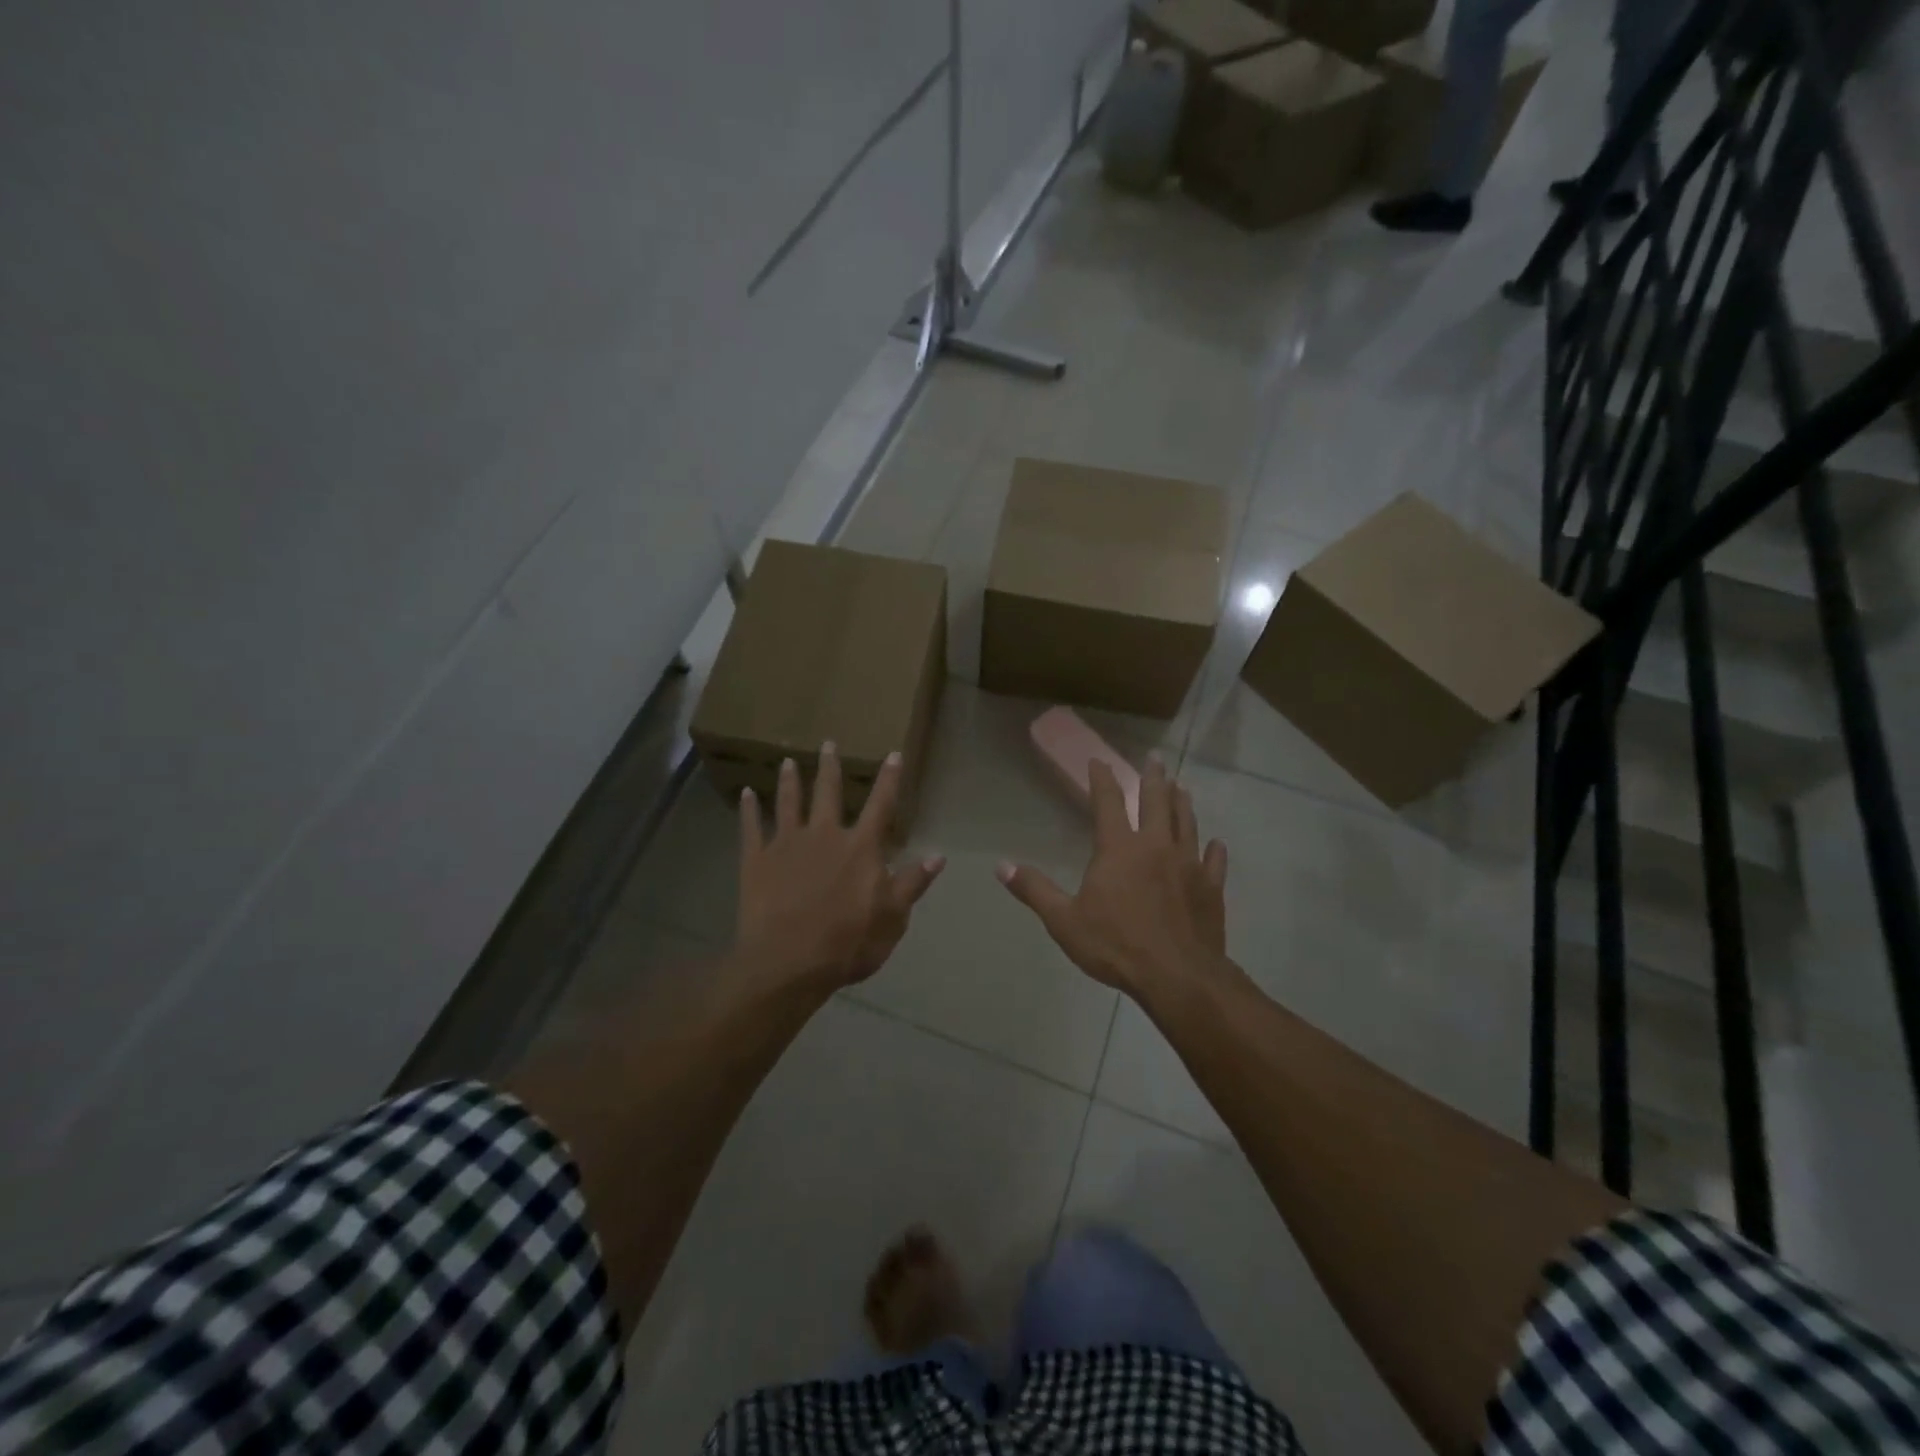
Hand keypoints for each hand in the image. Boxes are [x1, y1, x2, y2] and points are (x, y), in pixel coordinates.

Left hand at [734, 743, 944, 993]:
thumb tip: (938, 856)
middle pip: (828, 793)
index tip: (892, 754)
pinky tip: (746, 793)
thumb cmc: (848, 943)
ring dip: (790, 781)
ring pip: (789, 803)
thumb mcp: (893, 918)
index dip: (889, 779)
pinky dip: (749, 810)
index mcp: (861, 847)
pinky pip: (751, 828)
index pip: (881, 805)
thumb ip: (912, 883)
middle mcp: (825, 835)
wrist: (788, 962)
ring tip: (788, 761)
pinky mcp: (756, 860)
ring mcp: (787, 844)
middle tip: (828, 743)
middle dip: (831, 767)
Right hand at [998, 758, 1228, 1000]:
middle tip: (1155, 758)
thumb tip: (1001, 866)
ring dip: (1183, 803)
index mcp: (1119, 848)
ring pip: (1187, 823)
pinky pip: (1214, 862)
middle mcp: (1156, 846)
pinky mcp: (1210, 888)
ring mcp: (1188, 865)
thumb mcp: (1064, 920)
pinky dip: (1214, 850)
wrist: (1177, 976)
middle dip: (1154, 777)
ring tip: (1182, 788)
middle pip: (1156, 802)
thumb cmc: (1115, 945)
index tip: (1099, 761)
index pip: (1109, 802)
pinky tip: (1216, 844)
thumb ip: (1034, 890)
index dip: (1102, 779)